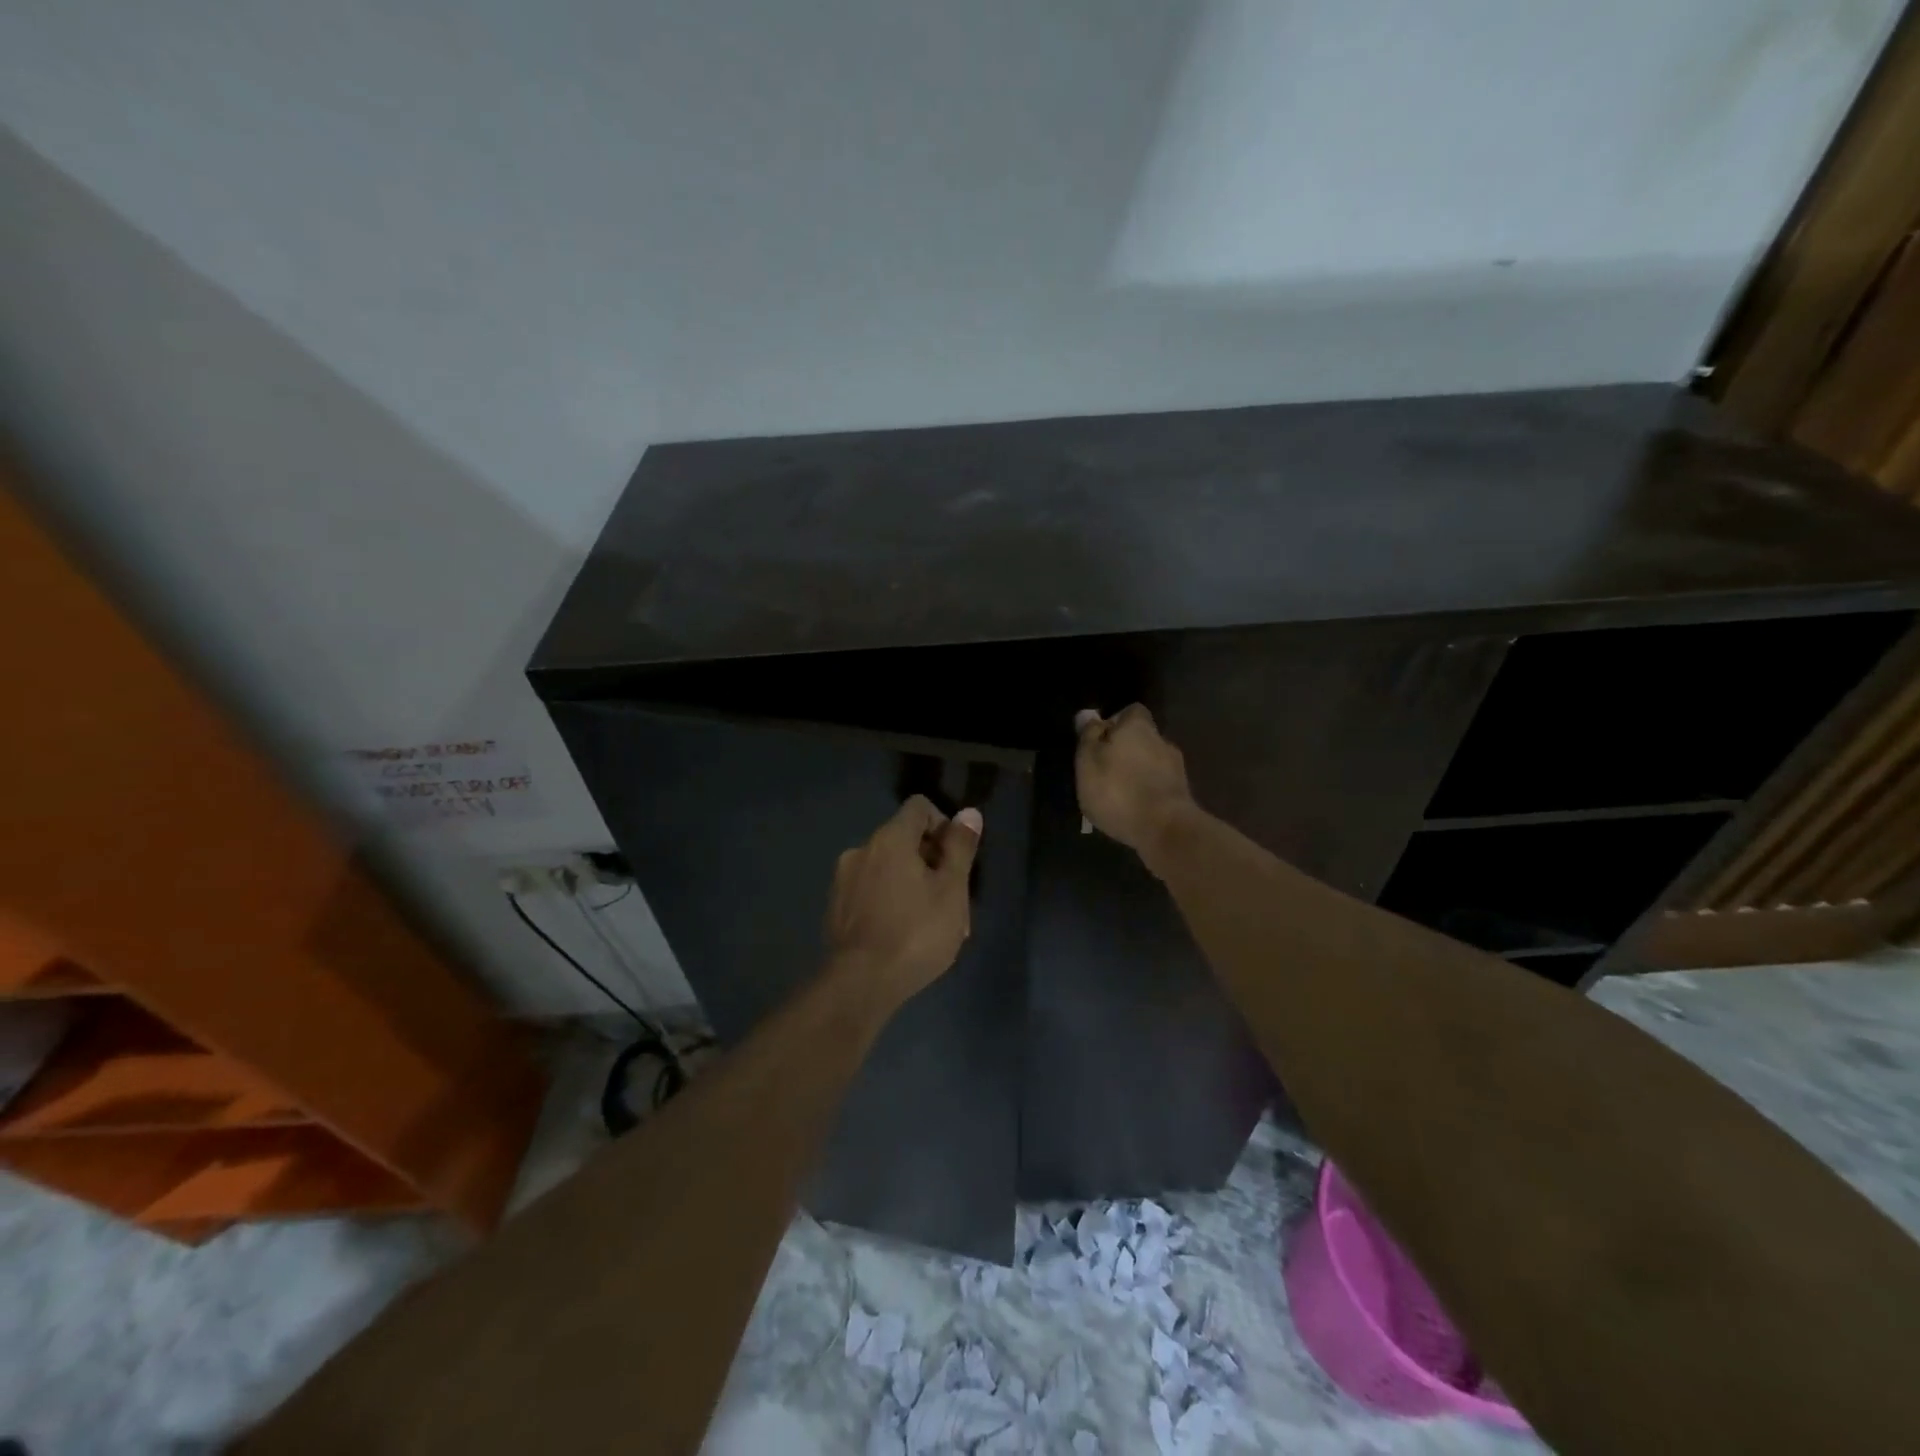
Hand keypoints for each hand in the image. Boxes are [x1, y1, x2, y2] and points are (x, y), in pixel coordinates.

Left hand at [825, 795, 982, 1005]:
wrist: (860, 984)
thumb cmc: (915, 932)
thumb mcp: (952, 890)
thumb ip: (960, 848)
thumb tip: (969, 813)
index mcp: (889, 839)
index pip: (919, 807)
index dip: (944, 825)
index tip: (957, 858)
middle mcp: (861, 850)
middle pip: (904, 839)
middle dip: (932, 861)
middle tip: (953, 900)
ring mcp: (843, 880)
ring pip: (888, 869)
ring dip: (913, 884)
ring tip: (933, 924)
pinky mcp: (835, 908)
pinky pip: (871, 892)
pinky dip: (891, 901)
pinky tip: (905, 935)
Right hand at [1074, 704, 1194, 859]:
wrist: (1165, 830)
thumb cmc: (1118, 791)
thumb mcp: (1088, 762)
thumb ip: (1088, 737)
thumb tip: (1087, 714)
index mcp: (1138, 727)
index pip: (1130, 711)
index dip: (1114, 722)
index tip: (1099, 741)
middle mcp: (1162, 741)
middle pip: (1141, 738)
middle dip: (1125, 750)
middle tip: (1104, 771)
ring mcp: (1176, 768)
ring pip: (1151, 762)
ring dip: (1137, 772)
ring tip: (1118, 794)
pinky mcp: (1182, 794)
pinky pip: (1159, 785)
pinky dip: (1147, 791)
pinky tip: (1134, 809)